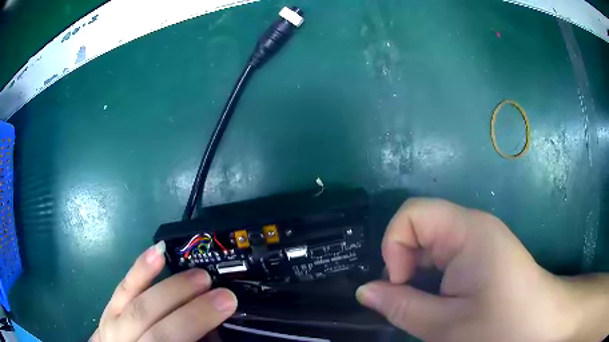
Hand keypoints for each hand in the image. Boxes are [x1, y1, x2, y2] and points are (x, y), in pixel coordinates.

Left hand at [90, 241, 236, 341]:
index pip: (168, 338)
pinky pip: (123, 287)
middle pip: (152, 320)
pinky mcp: (108, 307)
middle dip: (188, 305)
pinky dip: (141, 269)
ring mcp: (112, 322)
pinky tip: (157, 253)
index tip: (226, 304)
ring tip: (199, 276)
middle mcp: (124, 340)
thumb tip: (216, 326)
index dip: (196, 321)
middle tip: (219, 290)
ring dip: (170, 287)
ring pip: (138, 302)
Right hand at [356, 198, 608, 341]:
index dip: (395, 246)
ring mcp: (479, 237)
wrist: (541, 322)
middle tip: (414, 300)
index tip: (402, 284)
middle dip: (405, 263)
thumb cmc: (500, 326)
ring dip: (419, 272)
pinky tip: (444, 299)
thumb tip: (364, 291)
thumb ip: (401, 306)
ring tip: (430, 303)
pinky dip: (433, 275)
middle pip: (420, 226)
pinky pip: (444, 254)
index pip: (412, 213)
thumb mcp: (444, 325)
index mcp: (467, 231)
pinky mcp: (482, 251)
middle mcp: (472, 225)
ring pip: (430, 243)